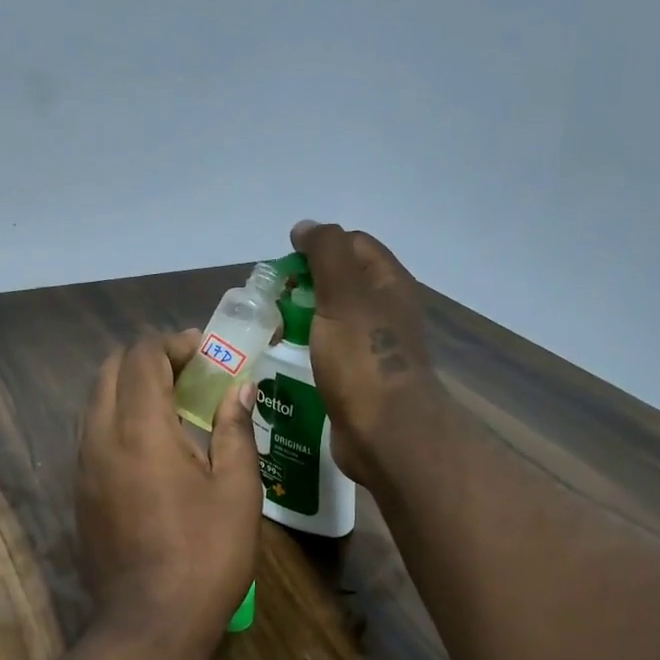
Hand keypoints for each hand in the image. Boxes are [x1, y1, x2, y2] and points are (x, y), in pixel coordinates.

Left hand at [76, 332, 262, 651]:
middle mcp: (100, 437)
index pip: (141, 356)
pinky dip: (119, 419)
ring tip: (175, 406)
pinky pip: (93, 434)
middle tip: (191, 374)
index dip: (173, 343)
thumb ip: (235, 430)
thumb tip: (239, 389)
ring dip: (130, 388)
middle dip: (149, 359)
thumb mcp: (237, 490)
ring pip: (96, 401)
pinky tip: (153, 446)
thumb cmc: (206, 555)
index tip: (206, 354)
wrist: (151, 622)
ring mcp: (83, 466)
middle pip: (110, 369)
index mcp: (140, 429)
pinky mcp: (79, 492)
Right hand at [289, 221, 444, 486]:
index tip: (285, 264)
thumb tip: (306, 227)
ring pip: (334, 319)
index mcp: (389, 284)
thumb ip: (326, 253)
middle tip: (272, 299)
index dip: (319, 245)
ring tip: (271, 329)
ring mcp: (374, 348)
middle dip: (306, 284)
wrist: (386, 432)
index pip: (353, 244)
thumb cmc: (363, 358)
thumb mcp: (343, 294)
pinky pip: (330, 353)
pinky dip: (308, 349)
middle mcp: (386, 311)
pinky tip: (285, 359)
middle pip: (342, 282)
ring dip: (303, 318)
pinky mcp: (359, 380)